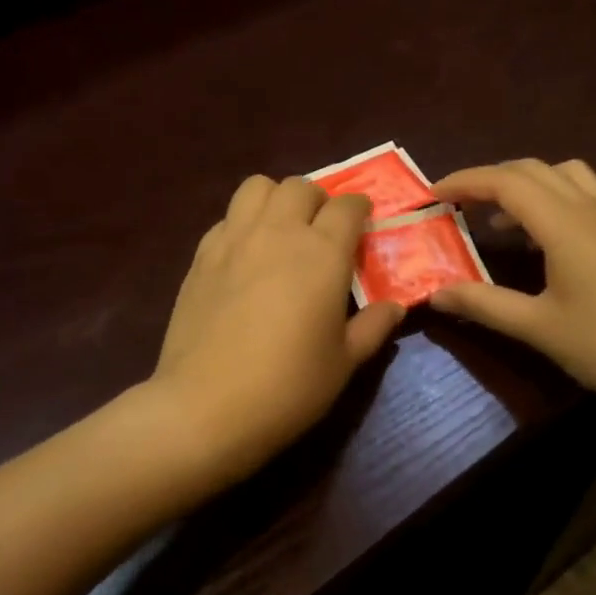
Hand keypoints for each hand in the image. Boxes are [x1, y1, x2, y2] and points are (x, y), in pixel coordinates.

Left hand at [149, 176, 405, 483]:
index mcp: (321, 253)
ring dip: (276, 199)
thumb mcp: (344, 362)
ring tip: (281, 231)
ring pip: (257, 187)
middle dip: (319, 201)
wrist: (206, 407)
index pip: (347, 206)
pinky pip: (226, 218)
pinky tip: (245, 257)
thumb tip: (395, 307)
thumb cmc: (288, 387)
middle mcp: (278, 232)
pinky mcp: (200, 257)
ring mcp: (233, 240)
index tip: (363, 225)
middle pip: (300, 187)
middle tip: (323, 232)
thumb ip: (372, 327)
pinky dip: (242, 223)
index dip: (360, 209)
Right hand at [428, 159, 595, 418]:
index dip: (466, 181)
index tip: (433, 194)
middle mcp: (588, 209)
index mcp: (564, 224)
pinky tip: (538, 240)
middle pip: (532, 169)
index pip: (506, 182)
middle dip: (489, 178)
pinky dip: (548, 199)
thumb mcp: (538, 328)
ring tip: (495, 218)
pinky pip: (580, 195)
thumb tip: (436, 293)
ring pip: (561, 175)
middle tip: (456, 203)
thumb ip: (484, 304)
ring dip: (522, 184)